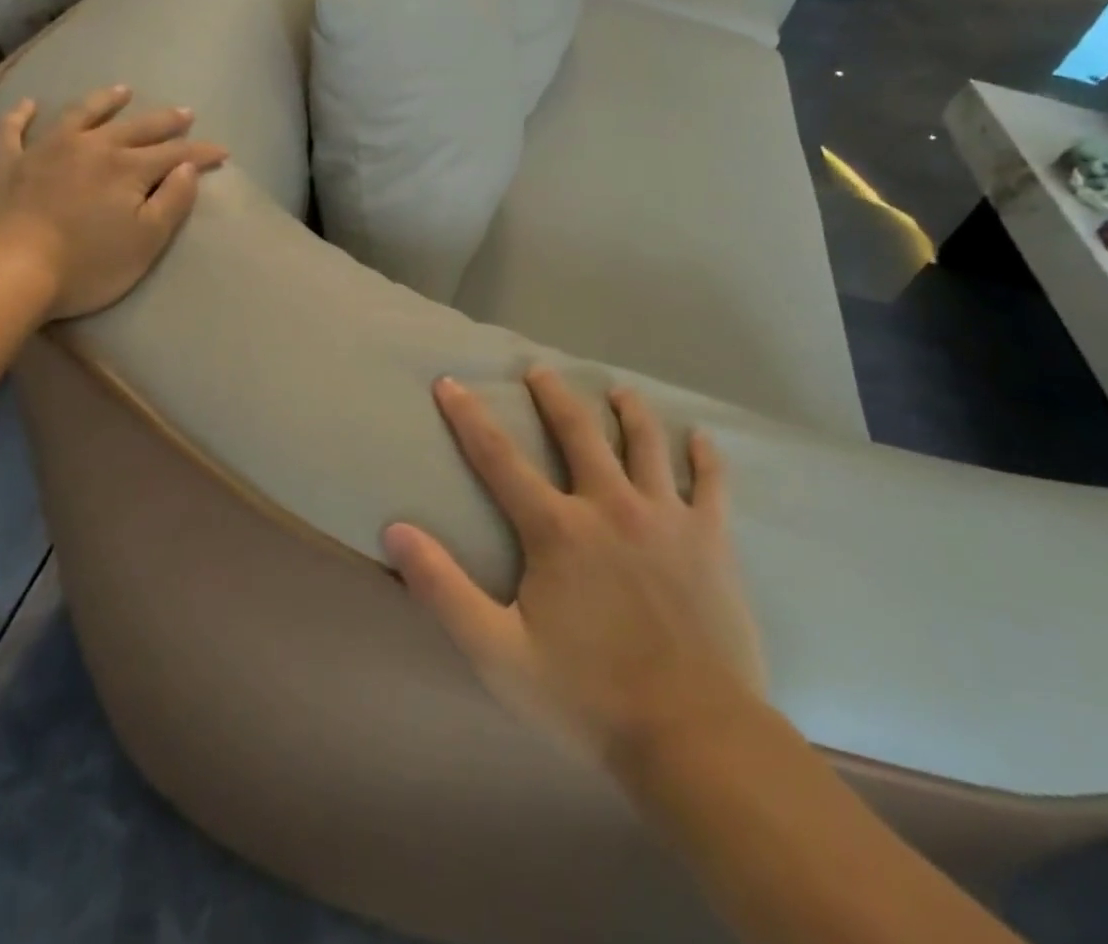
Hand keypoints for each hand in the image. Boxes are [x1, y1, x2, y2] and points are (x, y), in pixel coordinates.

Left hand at [0, 87, 226, 320]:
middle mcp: (91, 147)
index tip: (222, 152)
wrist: (5, 269)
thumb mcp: (146, 241)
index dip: (201, 153)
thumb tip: (187, 168)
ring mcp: (46, 150)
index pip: (176, 154)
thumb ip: (173, 202)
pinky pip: (14, 131)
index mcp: (128, 168)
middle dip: (165, 121)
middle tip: (185, 113)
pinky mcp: (8, 164)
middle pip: (136, 128)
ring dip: (104, 102)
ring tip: (122, 91)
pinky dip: (22, 115)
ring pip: (81, 115)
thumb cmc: (86, 264)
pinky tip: (29, 104)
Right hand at [385, 369, 765, 767]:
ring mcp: (666, 517)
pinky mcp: (711, 539)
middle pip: (577, 430)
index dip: (468, 416)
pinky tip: (702, 438)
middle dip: (553, 394)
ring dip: (628, 410)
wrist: (695, 738)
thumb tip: (395, 531)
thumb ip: (444, 589)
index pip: (498, 457)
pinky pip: (712, 482)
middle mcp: (610, 505)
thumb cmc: (589, 698)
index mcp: (557, 529)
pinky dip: (706, 456)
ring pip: (645, 442)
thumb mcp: (498, 653)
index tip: (449, 382)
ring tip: (618, 391)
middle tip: (540, 369)